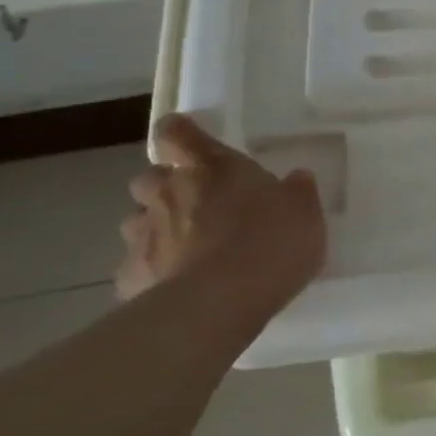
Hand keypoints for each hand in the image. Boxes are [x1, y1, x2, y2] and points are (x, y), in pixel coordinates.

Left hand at [116, 115, 326, 307]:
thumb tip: (296, 179)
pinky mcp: (130, 277)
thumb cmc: (270, 242)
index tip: (191, 140)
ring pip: (138, 222)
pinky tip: (177, 287)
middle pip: (150, 178)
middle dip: (166, 188)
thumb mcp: (305, 212)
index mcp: (209, 167)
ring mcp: (143, 235)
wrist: (221, 302)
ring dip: (158, 229)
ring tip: (188, 250)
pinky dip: (153, 272)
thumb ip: (297, 191)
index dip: (181, 133)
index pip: (177, 132)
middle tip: (197, 204)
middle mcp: (167, 192)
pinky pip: (137, 268)